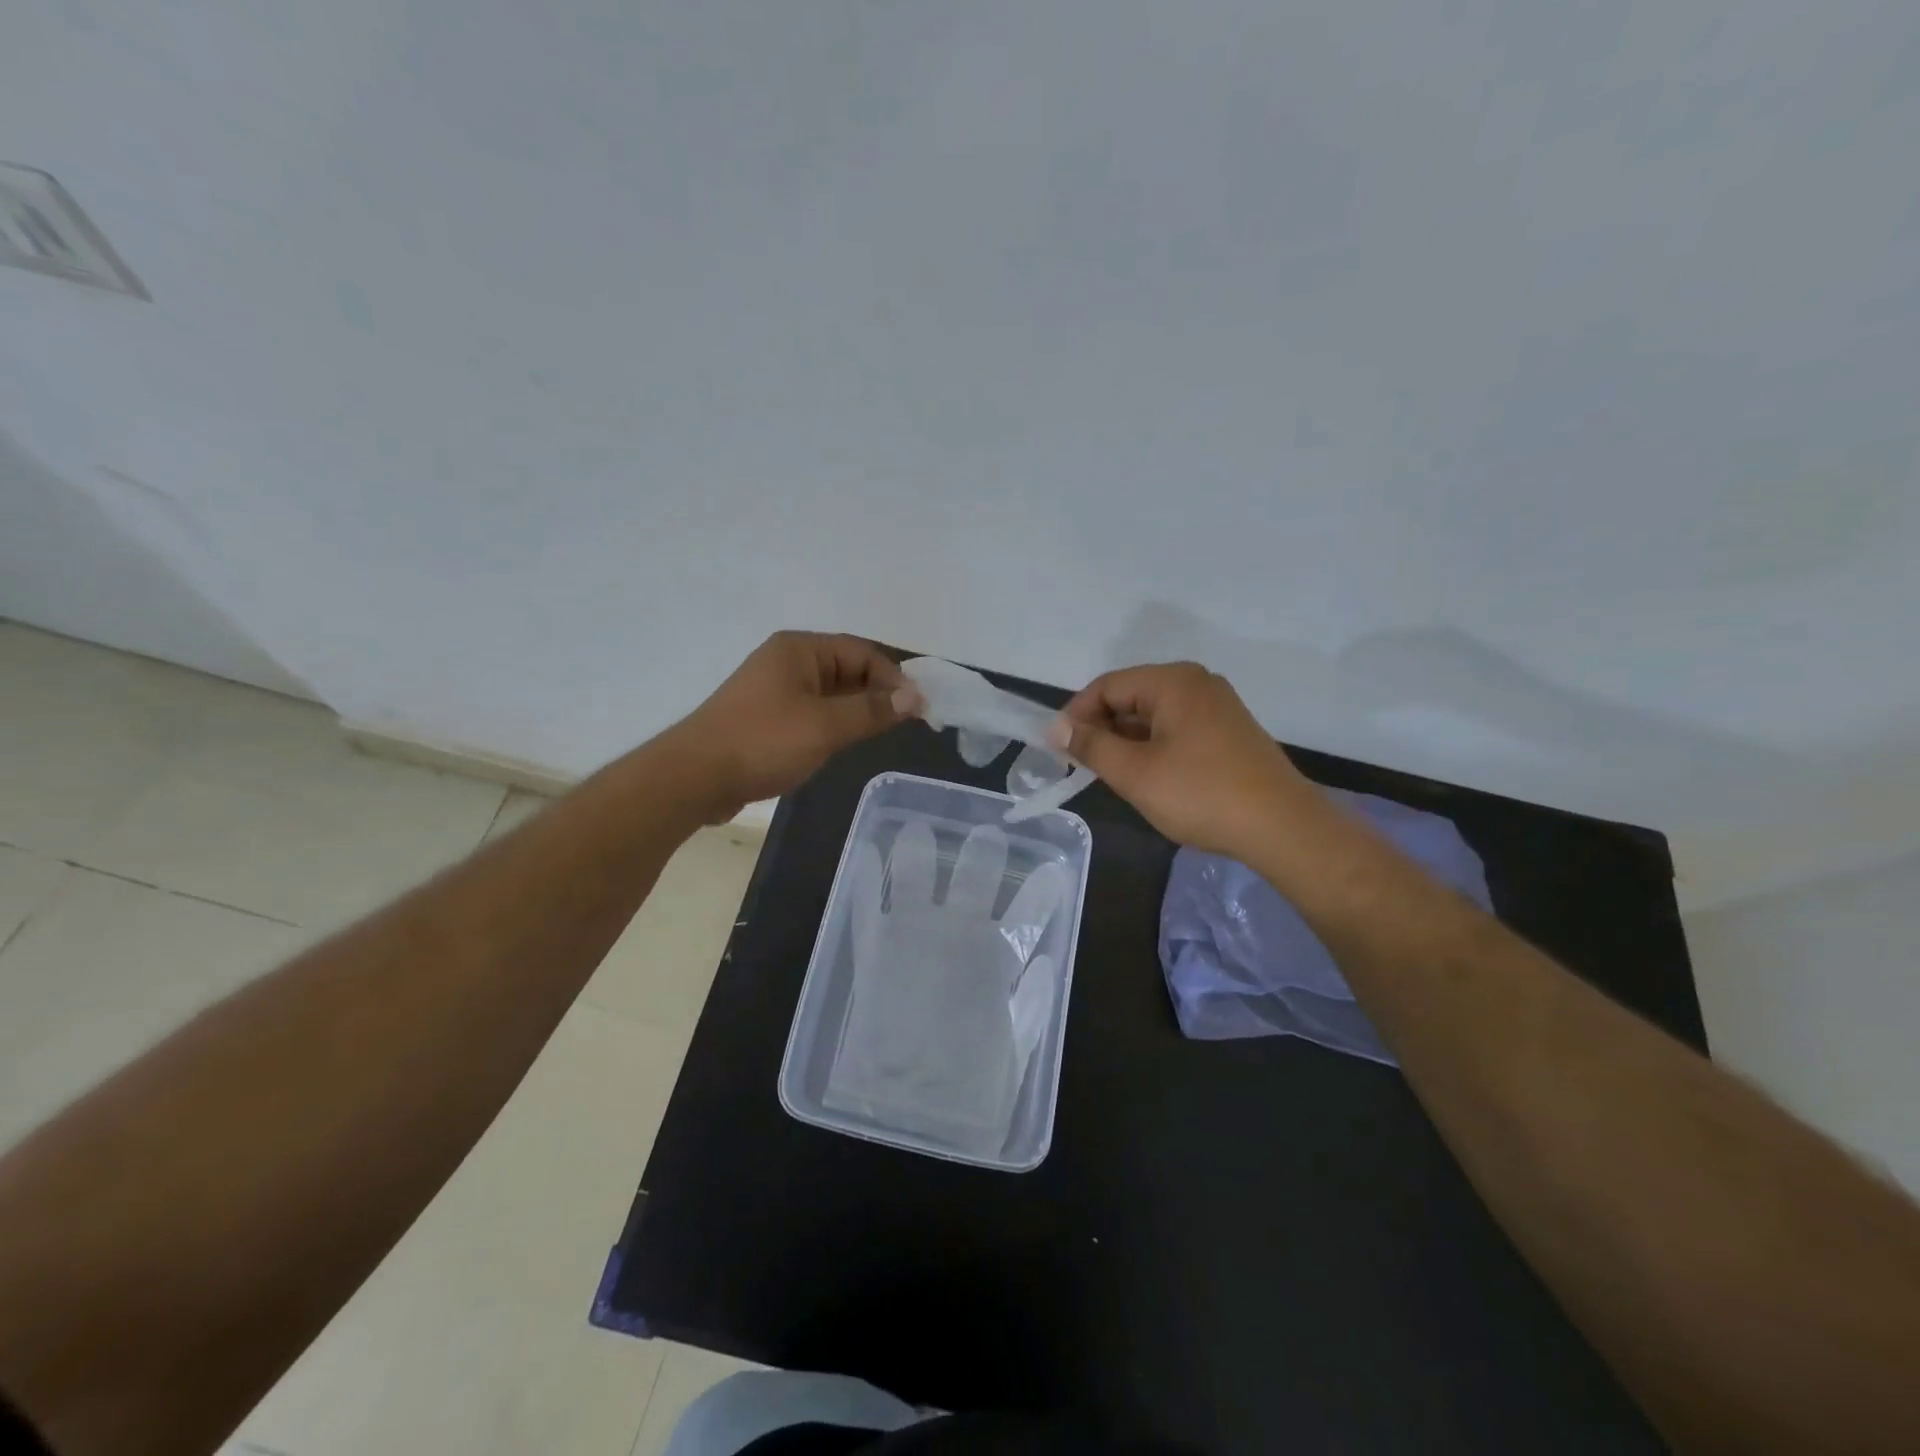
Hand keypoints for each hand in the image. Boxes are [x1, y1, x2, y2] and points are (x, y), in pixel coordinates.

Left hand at [670, 632, 910, 818]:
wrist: (694, 778)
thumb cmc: (764, 742)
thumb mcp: (826, 726)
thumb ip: (873, 710)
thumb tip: (915, 696)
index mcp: (800, 650)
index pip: (861, 652)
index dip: (893, 678)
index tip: (917, 708)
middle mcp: (786, 661)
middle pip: (846, 669)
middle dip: (876, 693)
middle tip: (904, 724)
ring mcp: (773, 690)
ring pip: (830, 694)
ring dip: (856, 710)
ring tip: (878, 735)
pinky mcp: (765, 718)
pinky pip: (811, 712)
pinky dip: (833, 723)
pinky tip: (842, 745)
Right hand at [1051, 662, 1317, 856]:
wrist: (1282, 828)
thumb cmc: (1201, 794)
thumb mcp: (1134, 772)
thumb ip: (1091, 745)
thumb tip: (1057, 728)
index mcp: (1173, 681)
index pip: (1107, 686)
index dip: (1076, 716)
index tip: (1058, 750)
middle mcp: (1196, 684)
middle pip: (1130, 697)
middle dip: (1102, 729)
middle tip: (1082, 767)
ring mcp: (1216, 707)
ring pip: (1152, 716)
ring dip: (1126, 742)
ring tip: (1112, 777)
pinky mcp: (1228, 733)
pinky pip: (1176, 730)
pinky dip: (1152, 748)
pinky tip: (1148, 778)